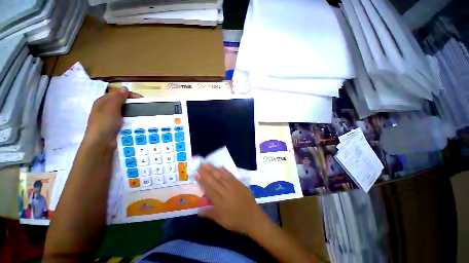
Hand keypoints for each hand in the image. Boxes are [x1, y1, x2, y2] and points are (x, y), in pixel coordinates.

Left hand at [84, 87, 141, 148]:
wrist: (102, 143)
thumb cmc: (104, 123)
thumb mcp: (110, 108)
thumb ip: (118, 98)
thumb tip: (125, 87)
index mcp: (103, 102)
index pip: (118, 93)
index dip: (129, 94)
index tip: (141, 99)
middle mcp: (108, 108)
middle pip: (123, 102)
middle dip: (133, 102)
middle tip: (144, 106)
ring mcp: (113, 118)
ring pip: (126, 110)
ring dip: (135, 111)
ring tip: (144, 113)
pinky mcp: (118, 125)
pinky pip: (128, 119)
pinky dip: (134, 118)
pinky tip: (140, 120)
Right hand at [196, 164, 265, 232]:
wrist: (252, 217)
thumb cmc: (235, 220)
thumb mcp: (221, 220)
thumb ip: (209, 214)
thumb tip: (198, 210)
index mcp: (219, 201)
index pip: (208, 189)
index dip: (202, 181)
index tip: (196, 175)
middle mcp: (225, 191)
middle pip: (214, 180)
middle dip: (206, 172)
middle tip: (200, 165)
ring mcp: (233, 186)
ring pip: (221, 176)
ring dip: (214, 169)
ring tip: (207, 163)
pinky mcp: (239, 183)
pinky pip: (231, 176)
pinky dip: (225, 171)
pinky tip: (221, 167)